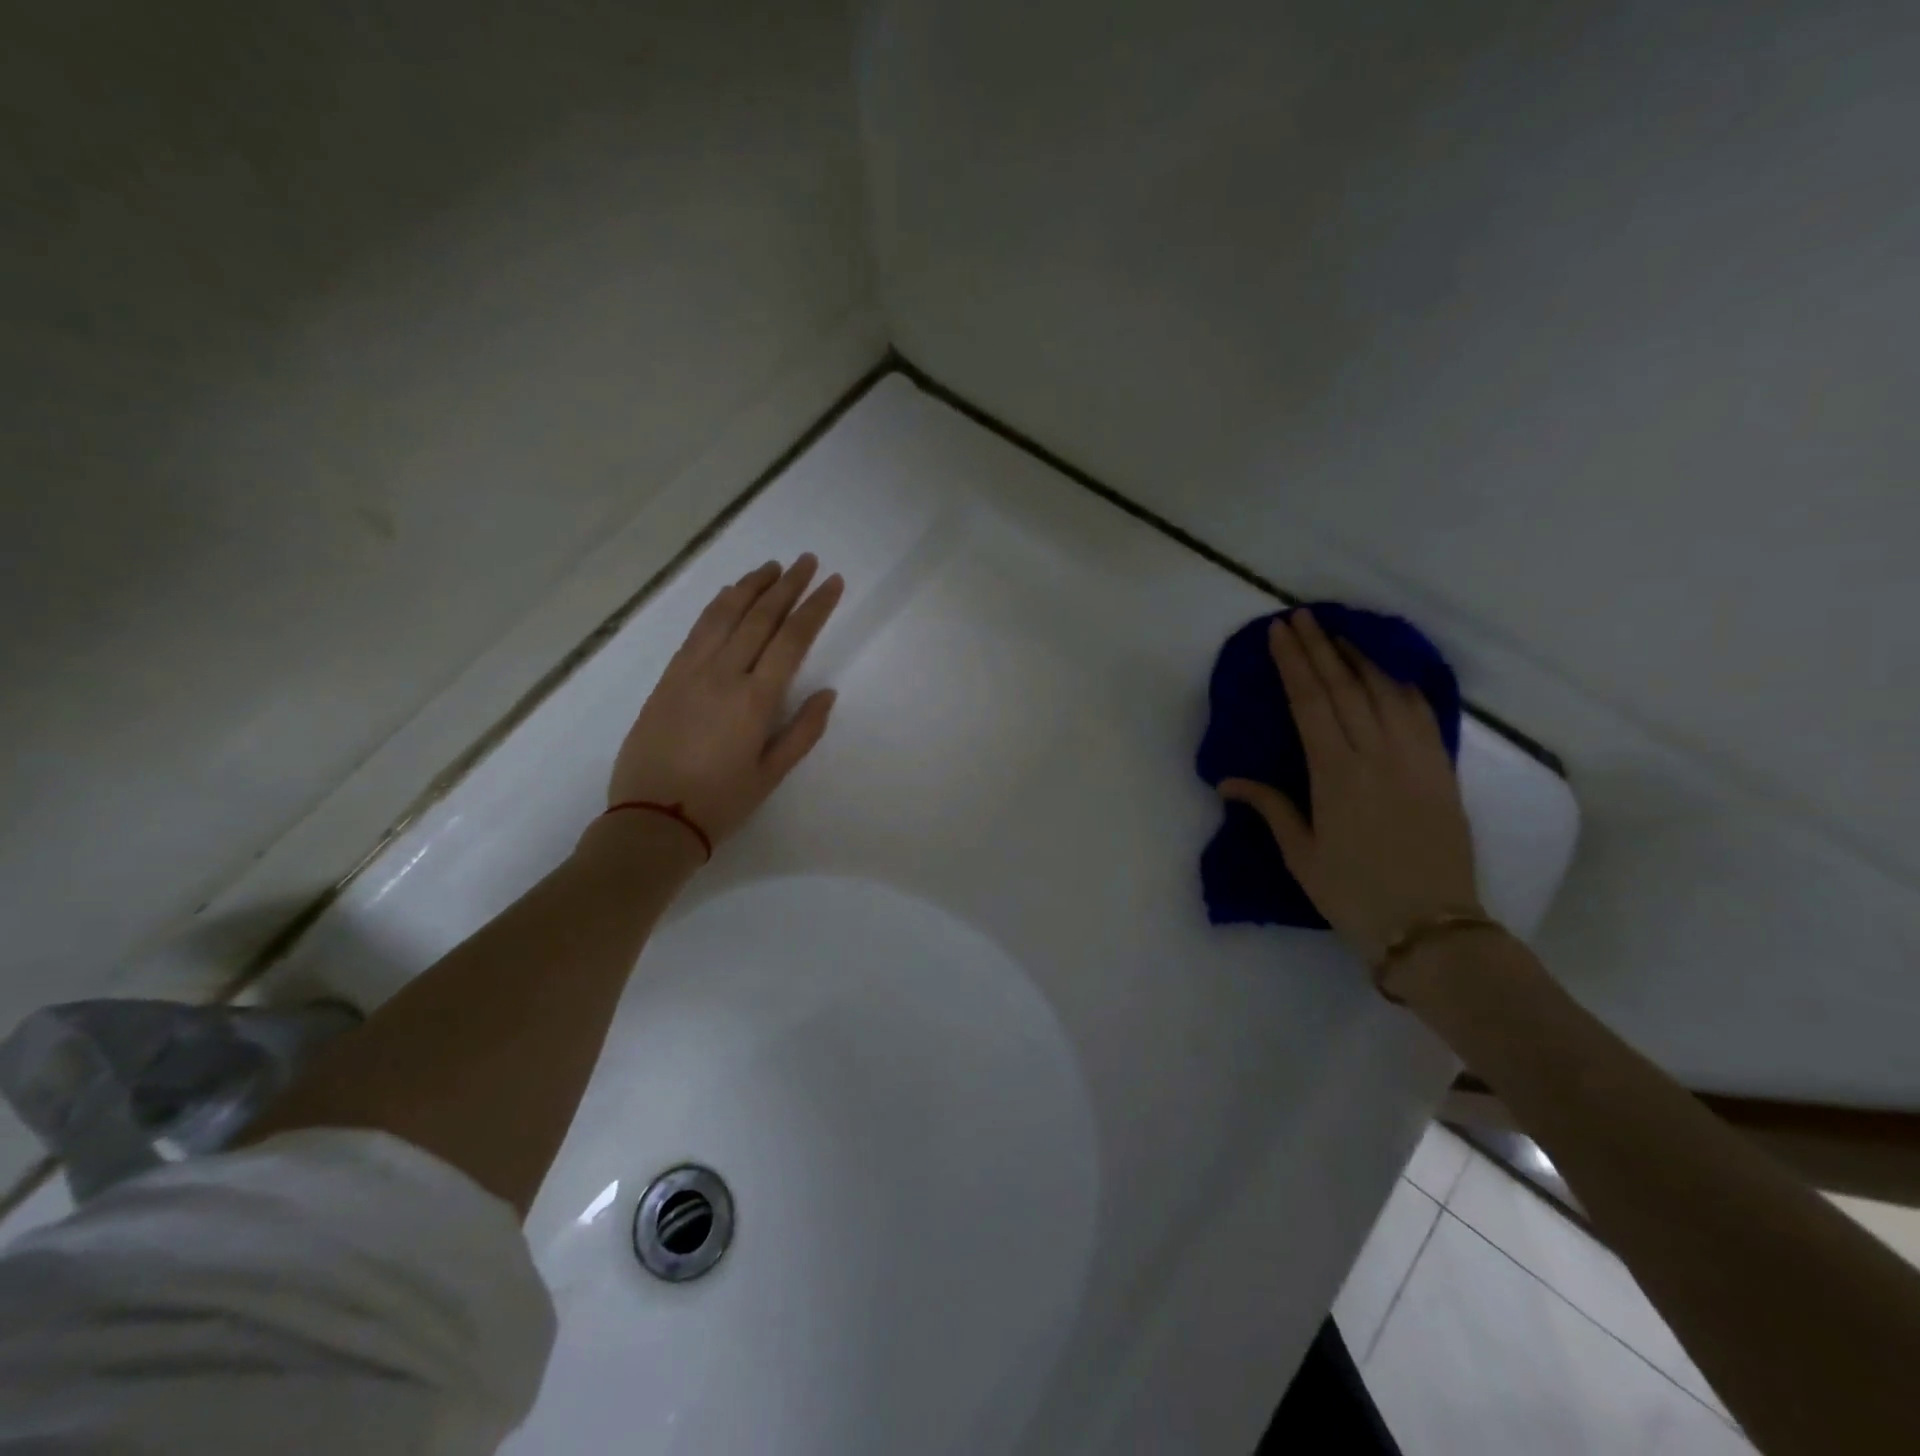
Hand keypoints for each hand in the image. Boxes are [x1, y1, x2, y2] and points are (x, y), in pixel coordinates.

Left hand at [606, 555, 843, 847]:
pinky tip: (729, 594)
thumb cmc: (721, 803)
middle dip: (787, 586)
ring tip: (772, 566)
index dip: (815, 607)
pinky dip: (717, 606)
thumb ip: (803, 731)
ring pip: (725, 615)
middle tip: (807, 561)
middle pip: (760, 617)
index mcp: (755, 699)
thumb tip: (826, 693)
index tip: (832, 582)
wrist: (652, 818)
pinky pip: (697, 630)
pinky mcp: (668, 678)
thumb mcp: (771, 774)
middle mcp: (724, 674)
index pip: (792, 639)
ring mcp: (691, 672)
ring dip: (751, 586)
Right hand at [1219, 610, 1481, 961]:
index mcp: (1335, 774)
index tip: (1279, 632)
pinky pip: (1421, 713)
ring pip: (1385, 692)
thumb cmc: (1353, 893)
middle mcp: (1376, 755)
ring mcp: (1415, 759)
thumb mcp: (1300, 854)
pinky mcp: (1441, 770)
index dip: (1293, 663)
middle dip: (1319, 648)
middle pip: (1345, 687)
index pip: (1310, 702)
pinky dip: (1401, 685)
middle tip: (1300, 617)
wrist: (1431, 926)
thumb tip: (1227, 780)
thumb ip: (1270, 807)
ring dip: (1359, 657)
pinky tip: (1388, 672)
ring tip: (1338, 634)